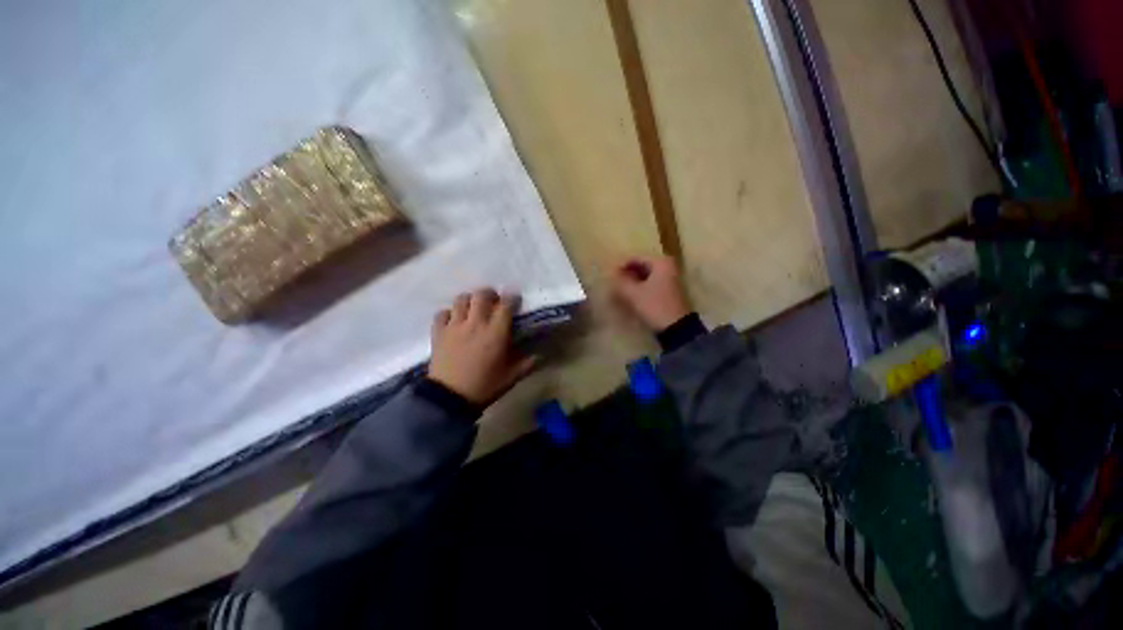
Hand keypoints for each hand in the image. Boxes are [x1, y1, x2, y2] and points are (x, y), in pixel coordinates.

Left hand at [428, 289, 536, 404]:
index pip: (505, 304)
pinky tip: (453, 321)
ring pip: (461, 299)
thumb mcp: (512, 376)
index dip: (511, 298)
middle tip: (493, 301)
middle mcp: (475, 323)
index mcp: (496, 332)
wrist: (450, 398)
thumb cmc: (485, 386)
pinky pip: (442, 313)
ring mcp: (454, 326)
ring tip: (473, 309)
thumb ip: (528, 363)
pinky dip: (448, 313)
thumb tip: (541, 355)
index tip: (514, 300)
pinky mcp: (438, 332)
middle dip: (489, 294)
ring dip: (469, 300)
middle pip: (481, 295)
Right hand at [611, 255, 691, 331]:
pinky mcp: (671, 291)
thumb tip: (612, 274)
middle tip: (615, 283)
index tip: (610, 275)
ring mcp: (671, 279)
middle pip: (642, 265)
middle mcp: (668, 266)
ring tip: (621, 290)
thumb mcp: (634, 294)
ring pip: (647, 275)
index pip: (636, 258)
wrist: (677, 328)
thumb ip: (621, 282)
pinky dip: (641, 287)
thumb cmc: (655, 306)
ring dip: (634, 281)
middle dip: (628, 273)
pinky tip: (632, 295)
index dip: (621, 265)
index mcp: (661, 262)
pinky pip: (652, 283)